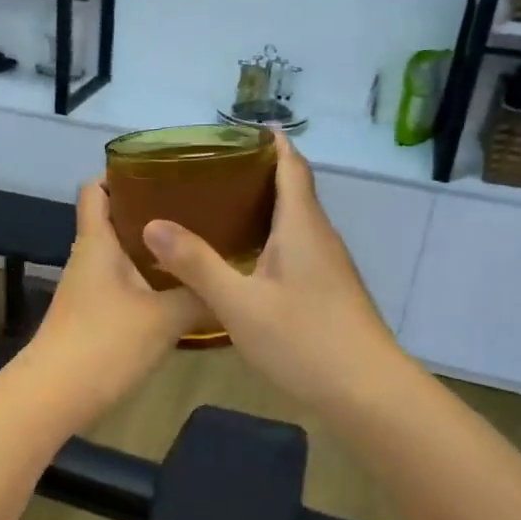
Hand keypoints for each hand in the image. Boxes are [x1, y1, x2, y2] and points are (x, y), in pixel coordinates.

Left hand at [21, 181, 205, 412]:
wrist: (54, 396)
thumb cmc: (105, 343)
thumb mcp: (164, 317)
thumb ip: (198, 297)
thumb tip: (229, 284)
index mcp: (97, 242)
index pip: (95, 189)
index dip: (119, 173)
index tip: (160, 170)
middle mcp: (88, 258)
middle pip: (112, 219)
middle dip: (149, 210)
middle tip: (195, 207)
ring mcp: (86, 288)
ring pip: (119, 254)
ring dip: (150, 248)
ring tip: (194, 245)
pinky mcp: (91, 315)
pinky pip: (121, 283)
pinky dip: (145, 279)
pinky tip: (177, 290)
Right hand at [140, 133, 405, 408]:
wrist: (367, 392)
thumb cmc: (304, 340)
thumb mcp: (239, 303)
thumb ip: (197, 263)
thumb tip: (153, 224)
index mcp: (301, 226)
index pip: (291, 166)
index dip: (272, 142)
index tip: (243, 127)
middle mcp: (318, 236)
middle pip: (294, 189)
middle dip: (260, 171)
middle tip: (213, 168)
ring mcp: (328, 265)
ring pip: (295, 220)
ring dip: (265, 204)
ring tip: (220, 205)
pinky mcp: (328, 289)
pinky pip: (297, 246)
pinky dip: (270, 236)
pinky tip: (246, 256)